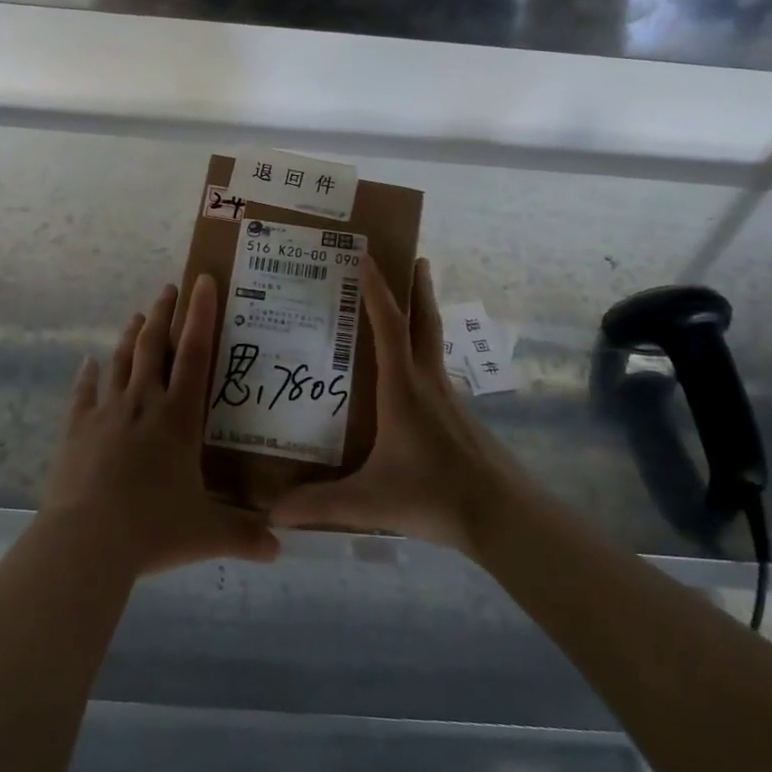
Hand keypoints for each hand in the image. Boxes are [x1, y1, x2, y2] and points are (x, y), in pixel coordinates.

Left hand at [41, 275, 279, 574]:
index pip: (194, 354)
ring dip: (130, 337)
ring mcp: (106, 413)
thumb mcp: (206, 534)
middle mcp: (143, 404)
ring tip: (138, 315)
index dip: (200, 315)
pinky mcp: (76, 430)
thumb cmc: (152, 528)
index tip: (202, 280)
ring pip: (121, 362)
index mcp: (178, 418)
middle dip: (163, 314)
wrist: (86, 541)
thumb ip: (244, 535)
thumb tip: (280, 548)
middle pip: (153, 347)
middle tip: (168, 288)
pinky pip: (83, 394)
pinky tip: (87, 363)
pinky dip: (87, 376)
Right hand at [270, 256, 517, 552]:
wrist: (501, 515)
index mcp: (403, 389)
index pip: (389, 327)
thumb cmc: (433, 496)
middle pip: (425, 322)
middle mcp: (428, 382)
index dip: (377, 290)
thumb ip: (319, 505)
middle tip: (415, 258)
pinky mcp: (461, 416)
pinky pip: (437, 370)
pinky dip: (425, 353)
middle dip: (418, 288)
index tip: (367, 257)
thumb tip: (271, 513)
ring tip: (409, 306)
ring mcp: (449, 398)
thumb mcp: (368, 502)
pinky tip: (414, 376)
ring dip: (424, 316)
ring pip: (435, 344)